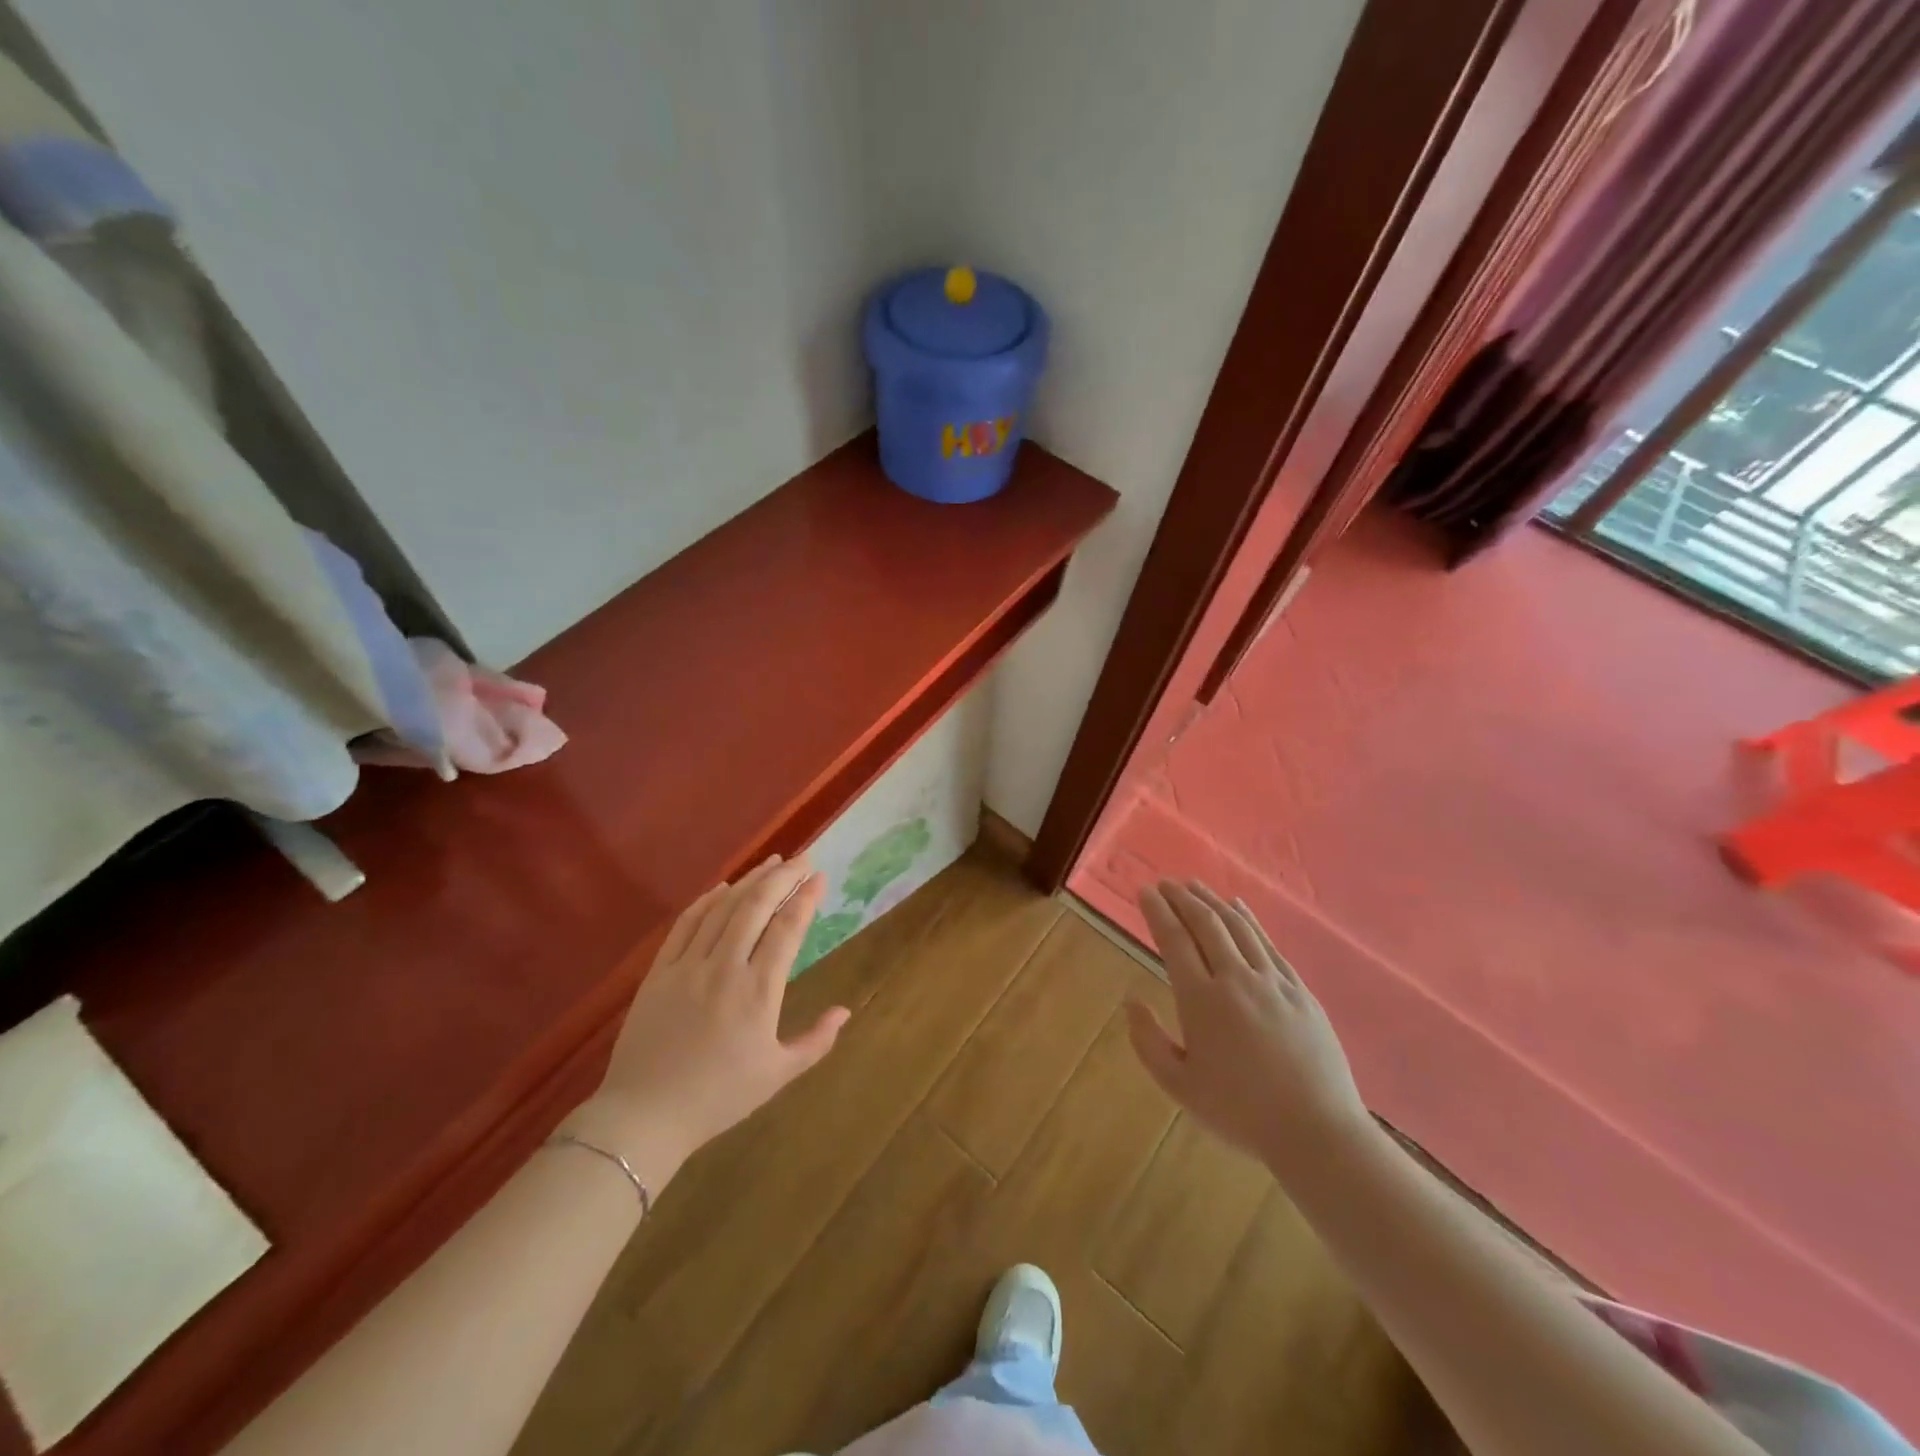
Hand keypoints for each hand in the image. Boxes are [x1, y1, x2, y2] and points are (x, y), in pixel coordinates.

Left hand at [562, 855, 848, 1185]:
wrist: (644, 1116)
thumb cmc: (718, 1098)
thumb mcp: (777, 1075)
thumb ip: (816, 1041)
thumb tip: (845, 1010)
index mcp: (757, 992)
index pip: (787, 929)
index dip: (805, 898)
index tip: (819, 877)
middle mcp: (724, 968)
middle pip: (756, 907)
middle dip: (782, 877)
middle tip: (802, 859)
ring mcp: (687, 966)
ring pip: (723, 908)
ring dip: (750, 880)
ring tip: (772, 862)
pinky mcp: (659, 971)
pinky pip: (686, 924)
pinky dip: (707, 900)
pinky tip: (723, 887)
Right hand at [1127, 880, 1373, 1179]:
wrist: (1316, 1132)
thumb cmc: (1240, 1113)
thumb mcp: (1179, 1086)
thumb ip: (1148, 1041)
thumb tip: (1130, 1001)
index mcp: (1201, 1000)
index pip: (1174, 940)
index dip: (1157, 911)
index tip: (1145, 891)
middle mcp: (1235, 979)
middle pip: (1205, 924)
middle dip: (1182, 898)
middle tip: (1166, 883)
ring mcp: (1272, 981)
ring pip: (1238, 927)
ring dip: (1213, 902)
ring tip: (1194, 886)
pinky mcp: (1299, 990)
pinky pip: (1268, 944)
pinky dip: (1249, 920)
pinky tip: (1239, 908)